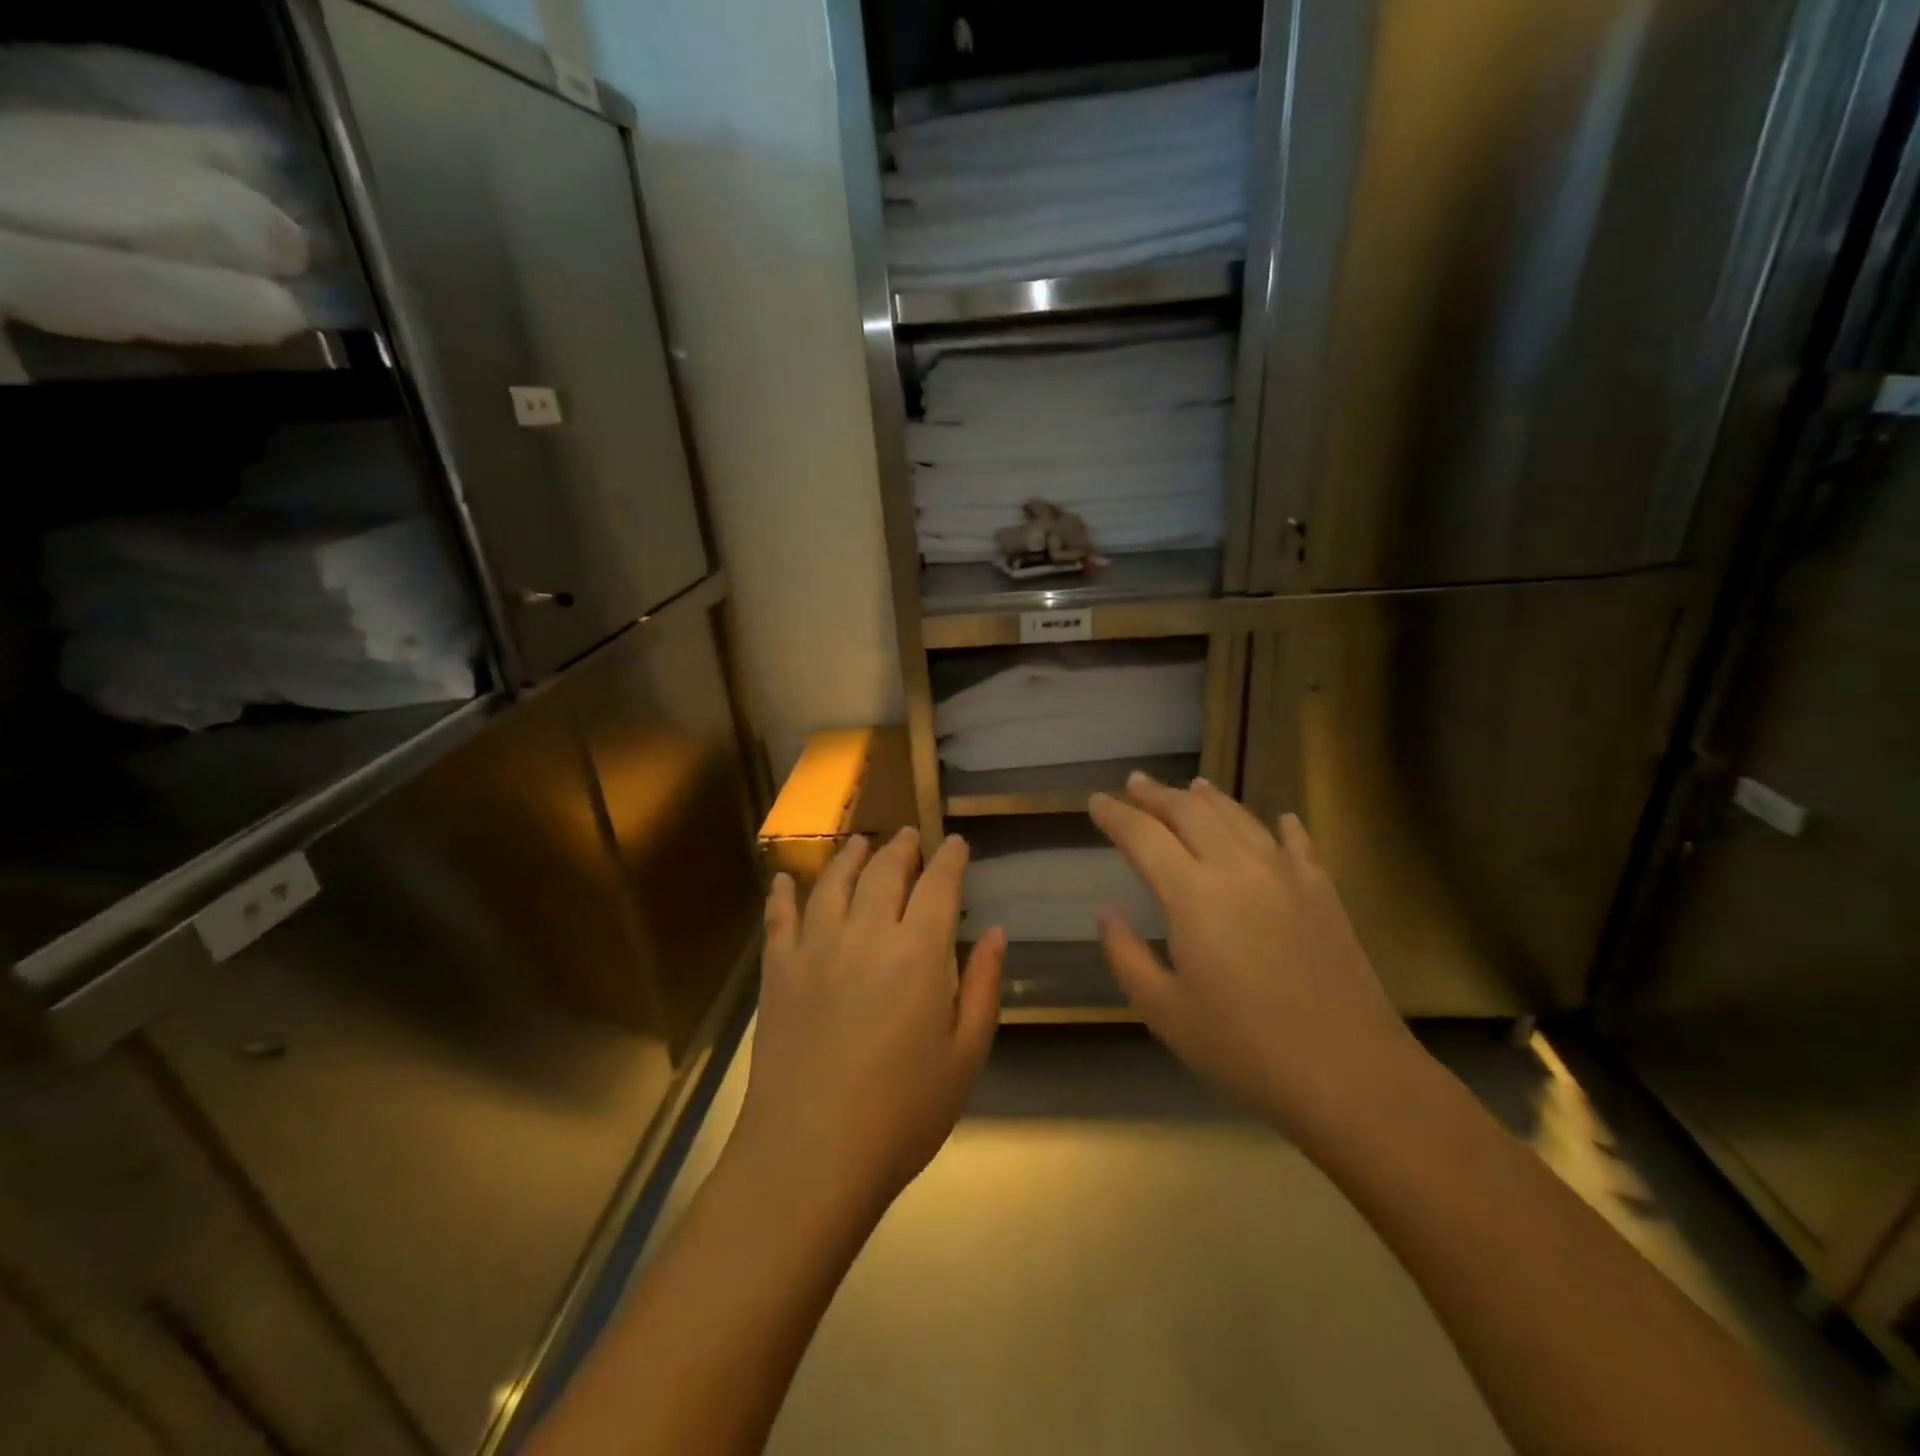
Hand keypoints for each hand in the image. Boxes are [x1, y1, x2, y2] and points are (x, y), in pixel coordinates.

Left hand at [730, 828, 1004, 1216]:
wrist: (811, 1155)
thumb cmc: (903, 1113)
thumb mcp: (965, 1055)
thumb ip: (985, 986)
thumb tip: (995, 932)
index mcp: (919, 952)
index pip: (939, 885)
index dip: (950, 859)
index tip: (956, 843)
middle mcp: (866, 933)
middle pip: (884, 872)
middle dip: (901, 848)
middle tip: (909, 836)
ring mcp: (815, 948)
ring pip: (834, 883)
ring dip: (850, 857)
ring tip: (860, 842)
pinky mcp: (777, 971)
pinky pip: (780, 918)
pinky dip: (785, 892)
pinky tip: (787, 879)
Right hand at [1089, 774, 1420, 1150]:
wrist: (1350, 1074)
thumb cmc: (1244, 1048)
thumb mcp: (1164, 1012)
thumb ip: (1126, 955)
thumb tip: (1107, 911)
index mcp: (1192, 894)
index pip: (1142, 835)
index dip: (1116, 815)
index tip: (1095, 802)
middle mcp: (1237, 867)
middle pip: (1190, 811)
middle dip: (1157, 794)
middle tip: (1135, 783)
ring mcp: (1286, 874)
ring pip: (1239, 816)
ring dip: (1208, 798)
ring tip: (1191, 786)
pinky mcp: (1323, 891)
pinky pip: (1296, 842)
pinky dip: (1279, 825)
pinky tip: (1278, 818)